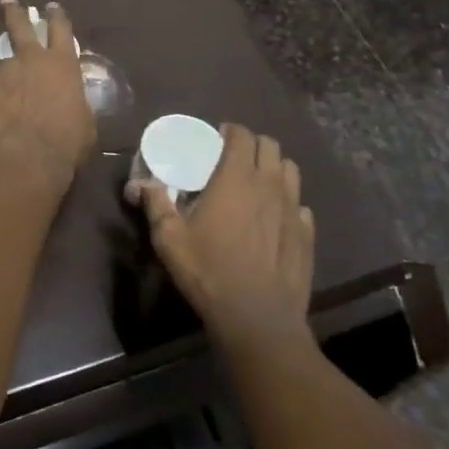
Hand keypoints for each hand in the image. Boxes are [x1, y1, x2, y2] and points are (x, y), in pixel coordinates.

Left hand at [0, 0, 95, 193]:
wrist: (24, 161)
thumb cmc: (65, 145)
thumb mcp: (85, 125)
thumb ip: (75, 106)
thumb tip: (70, 107)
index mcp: (62, 65)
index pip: (61, 30)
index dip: (57, 17)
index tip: (51, 7)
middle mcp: (29, 60)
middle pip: (20, 26)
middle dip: (14, 12)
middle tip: (7, 1)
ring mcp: (0, 73)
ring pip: (0, 69)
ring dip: (2, 82)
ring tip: (3, 107)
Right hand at [140, 124, 314, 353]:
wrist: (257, 317)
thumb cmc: (209, 272)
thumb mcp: (169, 240)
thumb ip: (156, 204)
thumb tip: (141, 184)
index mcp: (236, 177)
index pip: (242, 135)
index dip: (231, 132)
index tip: (218, 139)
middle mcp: (269, 184)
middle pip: (270, 145)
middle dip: (253, 146)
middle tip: (234, 160)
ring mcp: (293, 208)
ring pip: (290, 170)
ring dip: (274, 169)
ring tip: (257, 184)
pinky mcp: (307, 233)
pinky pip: (300, 205)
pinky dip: (288, 203)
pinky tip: (275, 219)